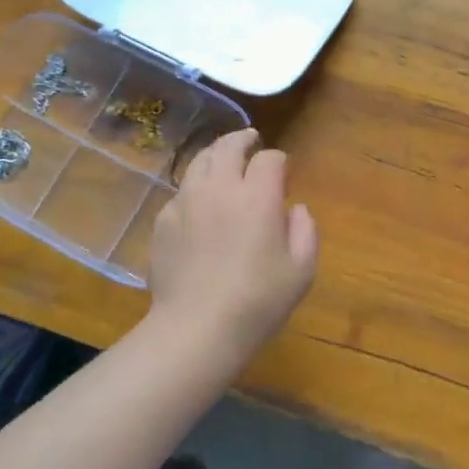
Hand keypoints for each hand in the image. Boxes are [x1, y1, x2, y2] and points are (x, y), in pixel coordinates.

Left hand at [148, 128, 317, 363]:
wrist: (196, 328)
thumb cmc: (258, 301)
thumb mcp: (301, 270)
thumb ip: (305, 230)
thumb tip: (295, 209)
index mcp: (257, 196)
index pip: (270, 159)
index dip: (280, 161)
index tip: (284, 172)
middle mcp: (219, 188)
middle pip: (228, 146)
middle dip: (243, 139)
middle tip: (251, 140)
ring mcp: (186, 202)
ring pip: (200, 162)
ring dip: (216, 154)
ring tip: (223, 158)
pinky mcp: (163, 220)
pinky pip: (181, 190)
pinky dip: (195, 186)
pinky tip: (200, 202)